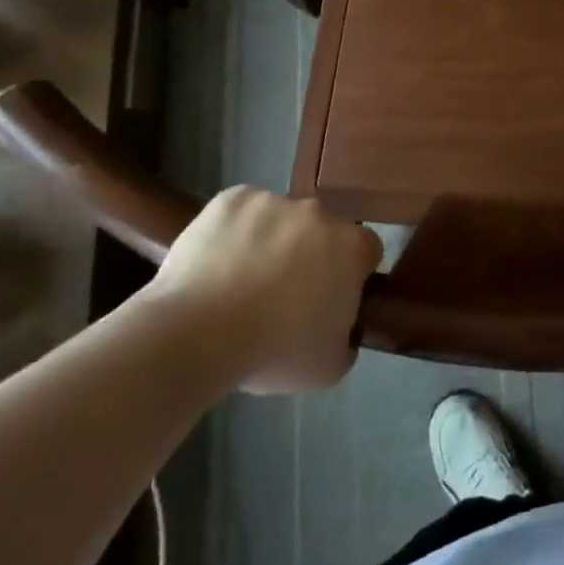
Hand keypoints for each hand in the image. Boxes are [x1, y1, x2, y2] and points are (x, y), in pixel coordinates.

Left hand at [151, 186, 381, 393]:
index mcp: (351, 248)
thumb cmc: (273, 352)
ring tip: (240, 281)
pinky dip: (234, 231)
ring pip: (279, 219)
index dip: (351, 274)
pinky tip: (217, 263)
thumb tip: (341, 328)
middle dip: (310, 253)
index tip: (331, 297)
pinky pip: (241, 212)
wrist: (197, 334)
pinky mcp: (231, 198)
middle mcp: (318, 213)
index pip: (366, 251)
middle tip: (284, 293)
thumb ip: (346, 338)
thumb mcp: (329, 366)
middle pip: (322, 230)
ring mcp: (273, 201)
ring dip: (271, 240)